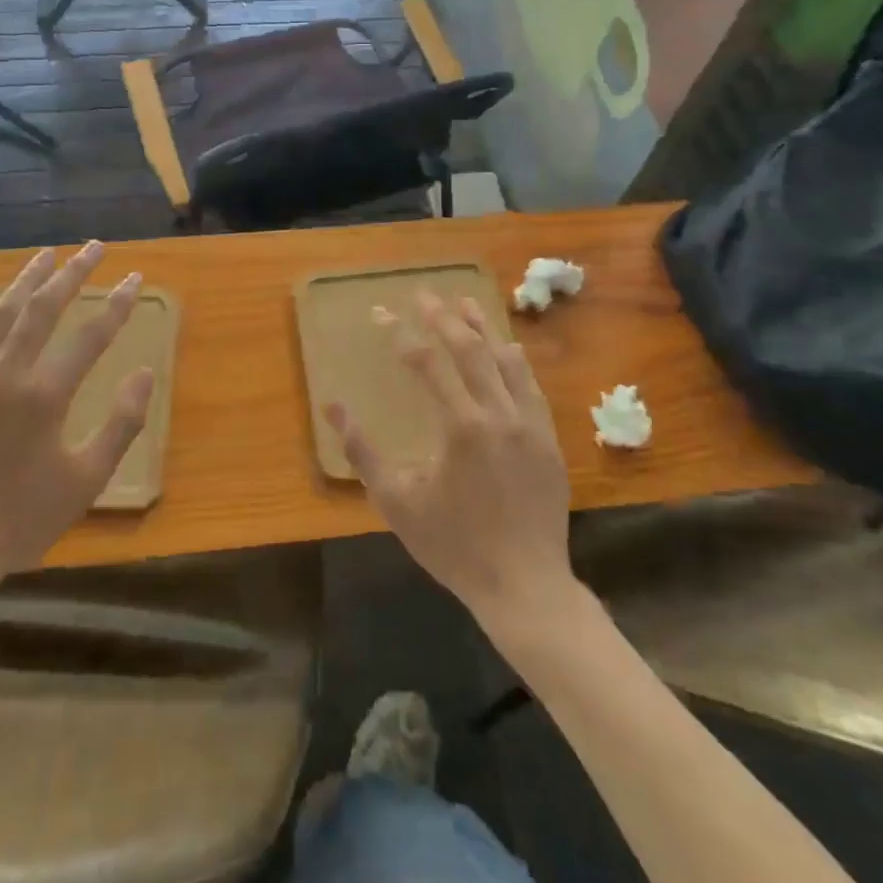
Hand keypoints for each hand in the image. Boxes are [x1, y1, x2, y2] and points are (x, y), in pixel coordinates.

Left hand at [0, 242, 150, 607]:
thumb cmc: (23, 517)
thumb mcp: (87, 479)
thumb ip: (122, 424)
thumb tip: (144, 374)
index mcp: (42, 397)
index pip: (90, 336)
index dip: (117, 304)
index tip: (134, 278)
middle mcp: (4, 375)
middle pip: (41, 309)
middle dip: (71, 273)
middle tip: (94, 247)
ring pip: (1, 314)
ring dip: (27, 280)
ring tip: (47, 255)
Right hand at [326, 291, 574, 632]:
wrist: (525, 586)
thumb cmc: (454, 545)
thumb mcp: (397, 502)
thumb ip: (363, 451)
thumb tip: (333, 406)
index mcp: (462, 426)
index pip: (426, 363)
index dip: (401, 335)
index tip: (381, 314)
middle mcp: (499, 414)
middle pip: (470, 350)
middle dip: (443, 318)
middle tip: (424, 295)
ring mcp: (530, 424)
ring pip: (505, 361)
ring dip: (482, 329)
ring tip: (464, 304)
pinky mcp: (548, 439)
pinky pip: (531, 386)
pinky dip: (515, 360)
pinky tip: (507, 347)